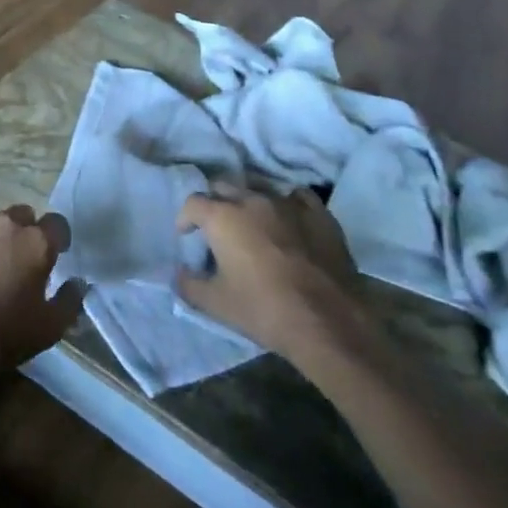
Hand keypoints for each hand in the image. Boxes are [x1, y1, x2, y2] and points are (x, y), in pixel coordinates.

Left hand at [0, 205, 86, 378]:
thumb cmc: (5, 334)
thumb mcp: (51, 327)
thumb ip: (70, 299)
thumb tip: (79, 282)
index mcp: (36, 242)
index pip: (57, 223)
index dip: (57, 237)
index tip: (55, 252)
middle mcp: (5, 224)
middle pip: (21, 214)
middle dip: (23, 231)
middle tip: (18, 257)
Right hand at [174, 187, 362, 358]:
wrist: (327, 320)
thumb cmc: (263, 309)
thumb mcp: (215, 304)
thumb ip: (189, 284)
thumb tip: (180, 272)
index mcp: (223, 217)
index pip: (193, 203)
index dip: (185, 218)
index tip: (188, 236)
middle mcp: (252, 200)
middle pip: (224, 186)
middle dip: (214, 202)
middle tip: (215, 227)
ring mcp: (288, 203)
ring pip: (259, 187)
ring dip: (248, 199)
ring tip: (250, 221)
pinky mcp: (318, 213)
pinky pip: (295, 196)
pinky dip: (285, 203)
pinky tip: (287, 219)